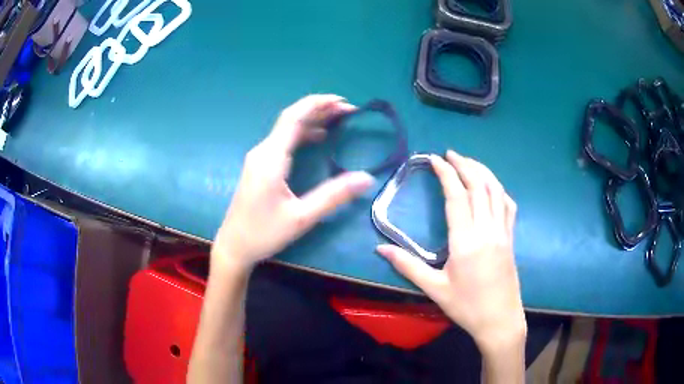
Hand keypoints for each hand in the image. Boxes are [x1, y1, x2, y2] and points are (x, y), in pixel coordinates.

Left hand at [213, 94, 374, 271]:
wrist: (234, 246)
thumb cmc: (264, 233)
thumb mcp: (302, 217)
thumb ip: (334, 196)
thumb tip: (366, 178)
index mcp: (270, 158)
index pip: (294, 118)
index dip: (318, 105)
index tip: (343, 101)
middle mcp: (263, 152)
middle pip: (291, 119)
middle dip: (319, 110)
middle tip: (348, 110)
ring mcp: (259, 158)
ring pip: (287, 130)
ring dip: (312, 121)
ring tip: (338, 119)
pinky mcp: (259, 166)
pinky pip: (283, 141)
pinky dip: (302, 134)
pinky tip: (317, 138)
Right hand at [377, 150, 524, 352]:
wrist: (500, 320)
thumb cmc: (466, 306)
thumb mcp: (435, 289)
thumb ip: (408, 266)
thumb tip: (380, 248)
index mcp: (466, 242)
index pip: (456, 197)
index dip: (446, 174)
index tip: (435, 158)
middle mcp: (487, 231)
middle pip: (479, 186)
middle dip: (465, 165)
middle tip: (450, 154)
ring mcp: (503, 233)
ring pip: (496, 191)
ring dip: (482, 172)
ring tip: (468, 162)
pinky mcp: (511, 238)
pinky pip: (508, 206)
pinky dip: (499, 189)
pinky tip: (491, 187)